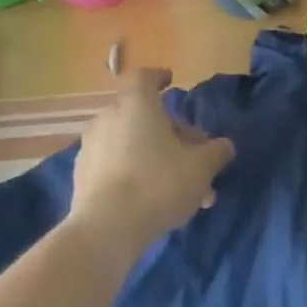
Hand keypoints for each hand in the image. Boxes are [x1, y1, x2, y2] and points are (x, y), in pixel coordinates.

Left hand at [68, 69, 234, 252]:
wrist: (106, 229)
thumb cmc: (159, 184)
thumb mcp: (201, 168)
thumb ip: (216, 152)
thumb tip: (224, 146)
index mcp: (136, 105)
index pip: (143, 77)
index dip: (158, 77)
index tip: (171, 82)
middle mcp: (108, 118)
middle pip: (141, 115)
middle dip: (170, 132)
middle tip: (193, 155)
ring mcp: (91, 147)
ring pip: (130, 143)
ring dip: (154, 156)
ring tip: (180, 186)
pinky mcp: (82, 176)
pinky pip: (115, 164)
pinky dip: (134, 172)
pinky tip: (153, 198)